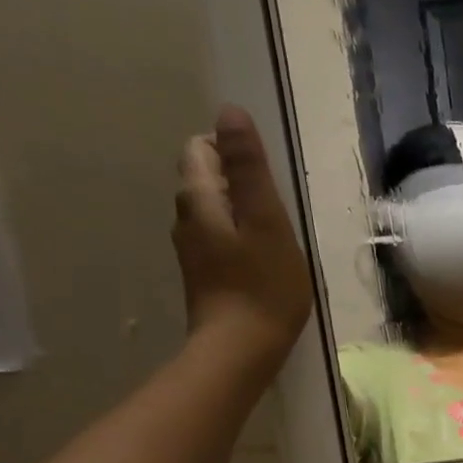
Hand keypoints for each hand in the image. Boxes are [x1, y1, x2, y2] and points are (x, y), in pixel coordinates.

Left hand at [174, 105, 312, 373]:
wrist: (240, 350)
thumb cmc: (263, 285)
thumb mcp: (266, 221)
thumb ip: (249, 168)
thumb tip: (229, 111)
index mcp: (198, 198)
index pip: (201, 149)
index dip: (232, 151)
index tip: (267, 179)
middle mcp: (185, 219)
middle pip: (205, 179)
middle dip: (237, 181)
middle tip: (277, 208)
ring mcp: (192, 251)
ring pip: (213, 212)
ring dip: (241, 213)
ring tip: (276, 236)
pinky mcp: (204, 277)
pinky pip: (219, 241)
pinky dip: (239, 239)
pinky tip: (264, 261)